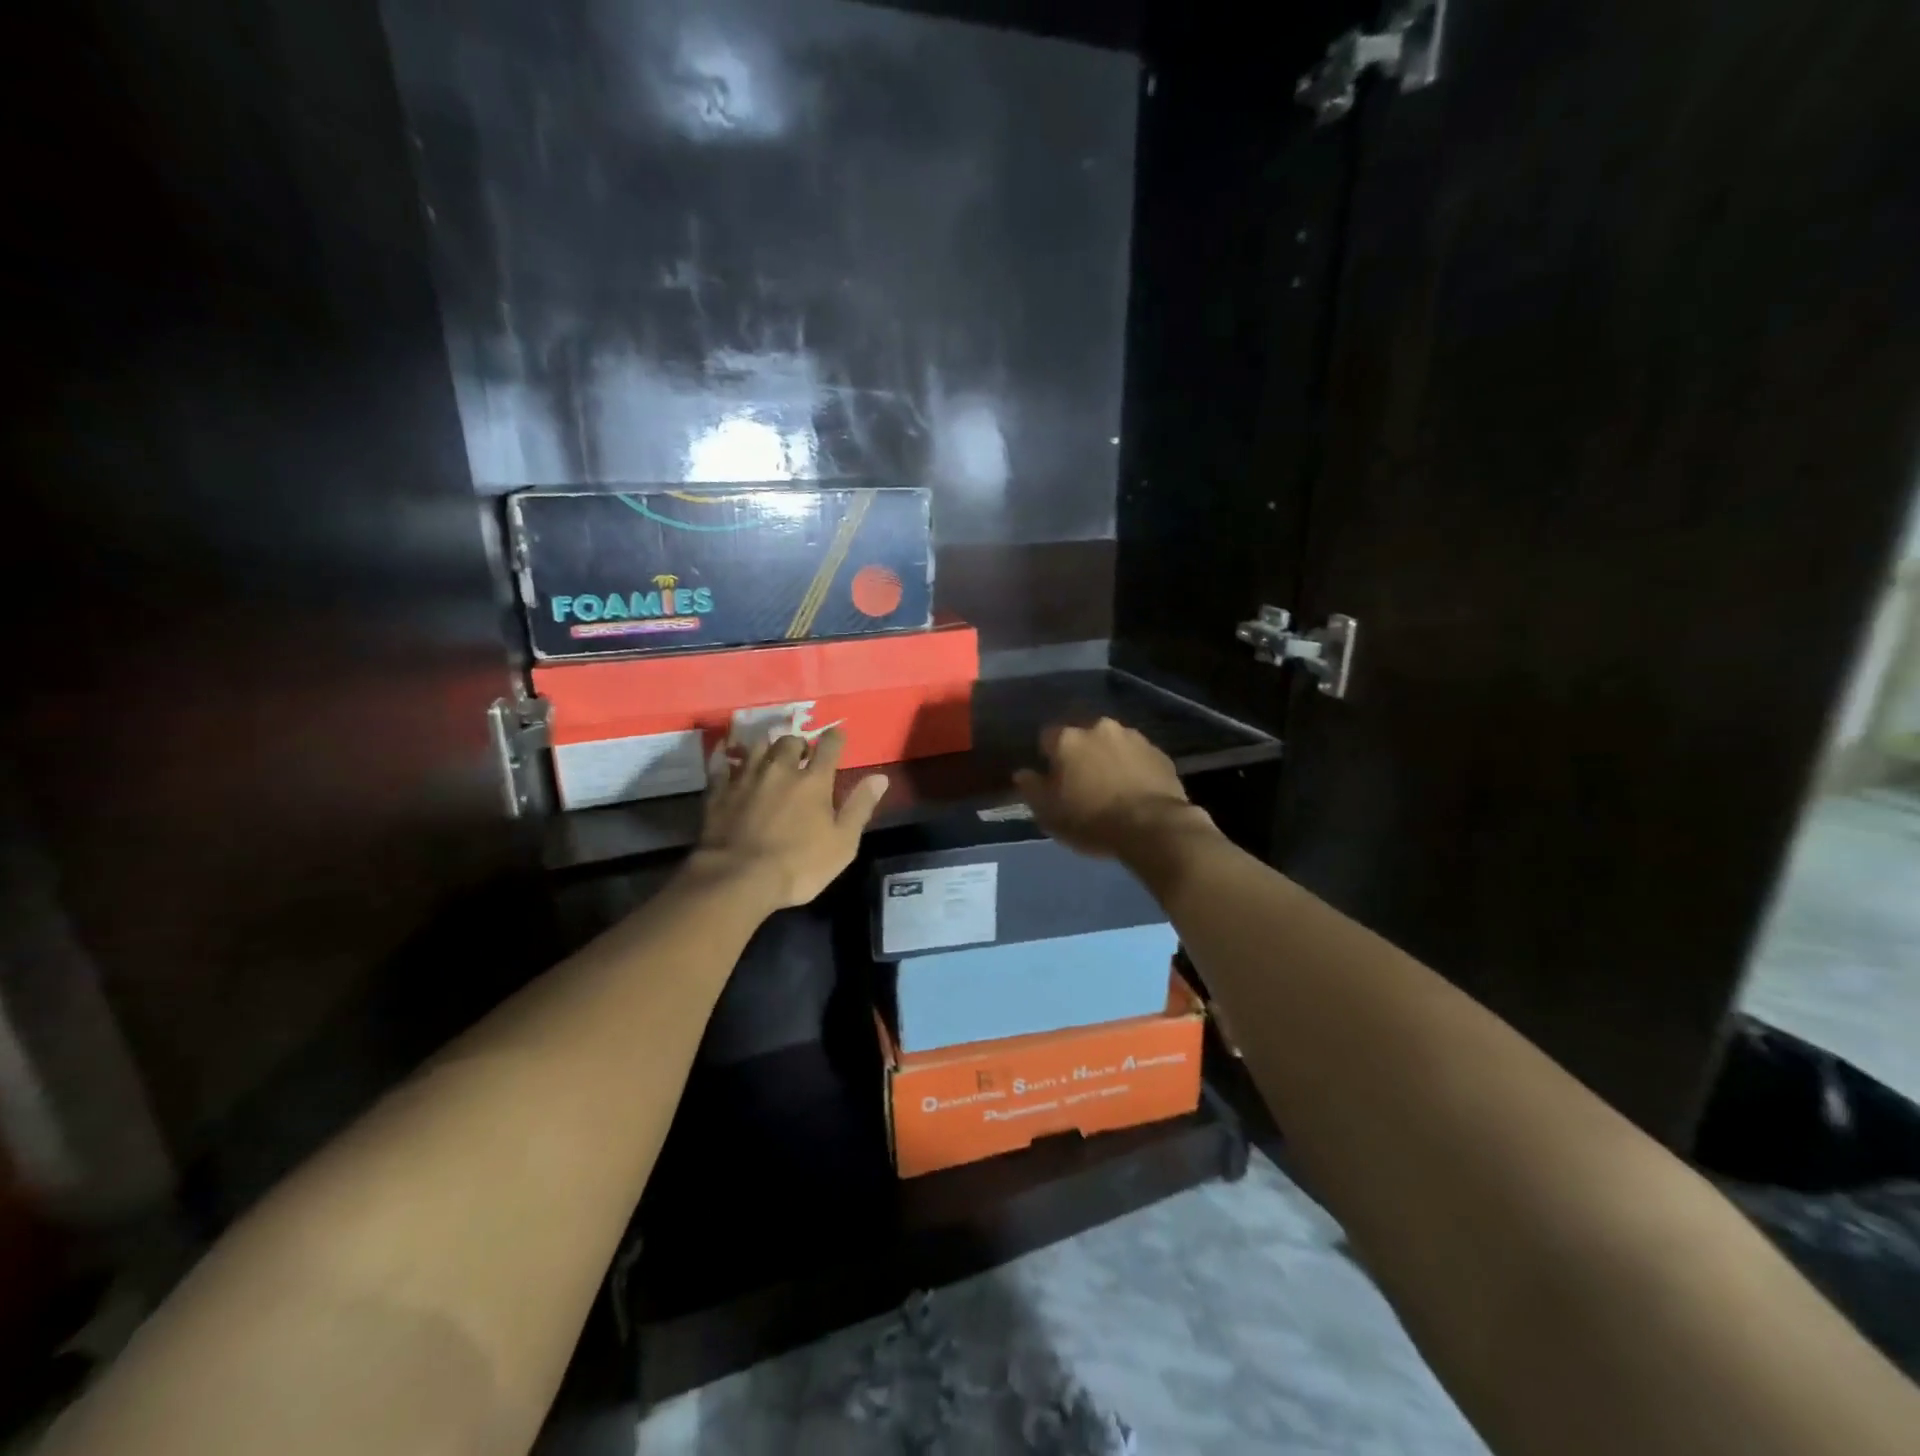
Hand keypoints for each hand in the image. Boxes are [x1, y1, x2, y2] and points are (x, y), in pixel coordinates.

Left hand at [693, 728, 888, 908]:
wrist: (737, 878)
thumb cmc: (799, 865)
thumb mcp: (843, 843)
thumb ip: (860, 807)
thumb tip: (880, 777)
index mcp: (814, 781)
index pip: (829, 747)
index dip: (835, 738)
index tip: (838, 735)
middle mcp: (780, 769)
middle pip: (790, 741)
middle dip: (799, 744)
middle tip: (801, 754)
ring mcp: (746, 778)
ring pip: (758, 747)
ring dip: (767, 748)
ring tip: (770, 757)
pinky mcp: (719, 792)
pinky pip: (723, 766)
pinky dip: (729, 761)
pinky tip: (729, 762)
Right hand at [1013, 718, 1209, 858]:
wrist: (1153, 827)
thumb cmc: (1091, 820)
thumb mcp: (1048, 813)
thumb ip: (1031, 788)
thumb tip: (1022, 773)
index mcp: (1068, 739)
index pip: (1047, 737)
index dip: (1048, 757)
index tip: (1053, 779)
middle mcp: (1099, 728)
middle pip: (1082, 737)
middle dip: (1081, 754)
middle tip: (1083, 782)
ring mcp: (1133, 737)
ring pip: (1112, 743)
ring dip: (1109, 758)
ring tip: (1112, 787)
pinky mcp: (1160, 753)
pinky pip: (1138, 756)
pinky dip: (1133, 768)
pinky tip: (1135, 791)